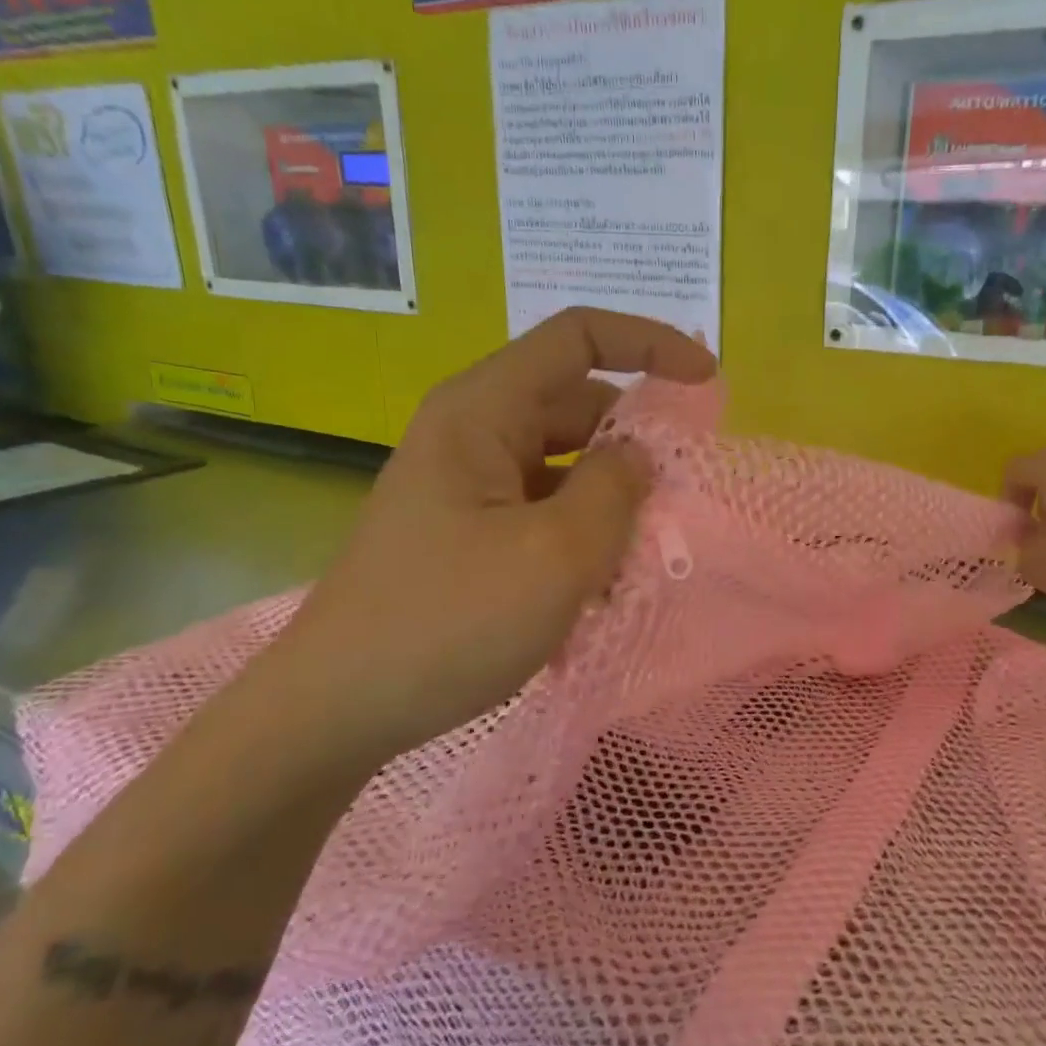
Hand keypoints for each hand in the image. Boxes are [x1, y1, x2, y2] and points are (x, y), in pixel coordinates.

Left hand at [257, 309, 716, 768]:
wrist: (339, 707)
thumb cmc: (450, 621)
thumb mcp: (558, 554)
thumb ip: (616, 489)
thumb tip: (639, 456)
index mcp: (482, 411)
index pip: (578, 337)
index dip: (650, 344)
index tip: (706, 383)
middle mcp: (472, 433)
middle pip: (576, 406)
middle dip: (635, 444)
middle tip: (677, 500)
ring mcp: (468, 485)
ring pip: (565, 465)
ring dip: (610, 500)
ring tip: (636, 558)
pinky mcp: (469, 530)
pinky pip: (543, 509)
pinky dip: (581, 534)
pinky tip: (596, 588)